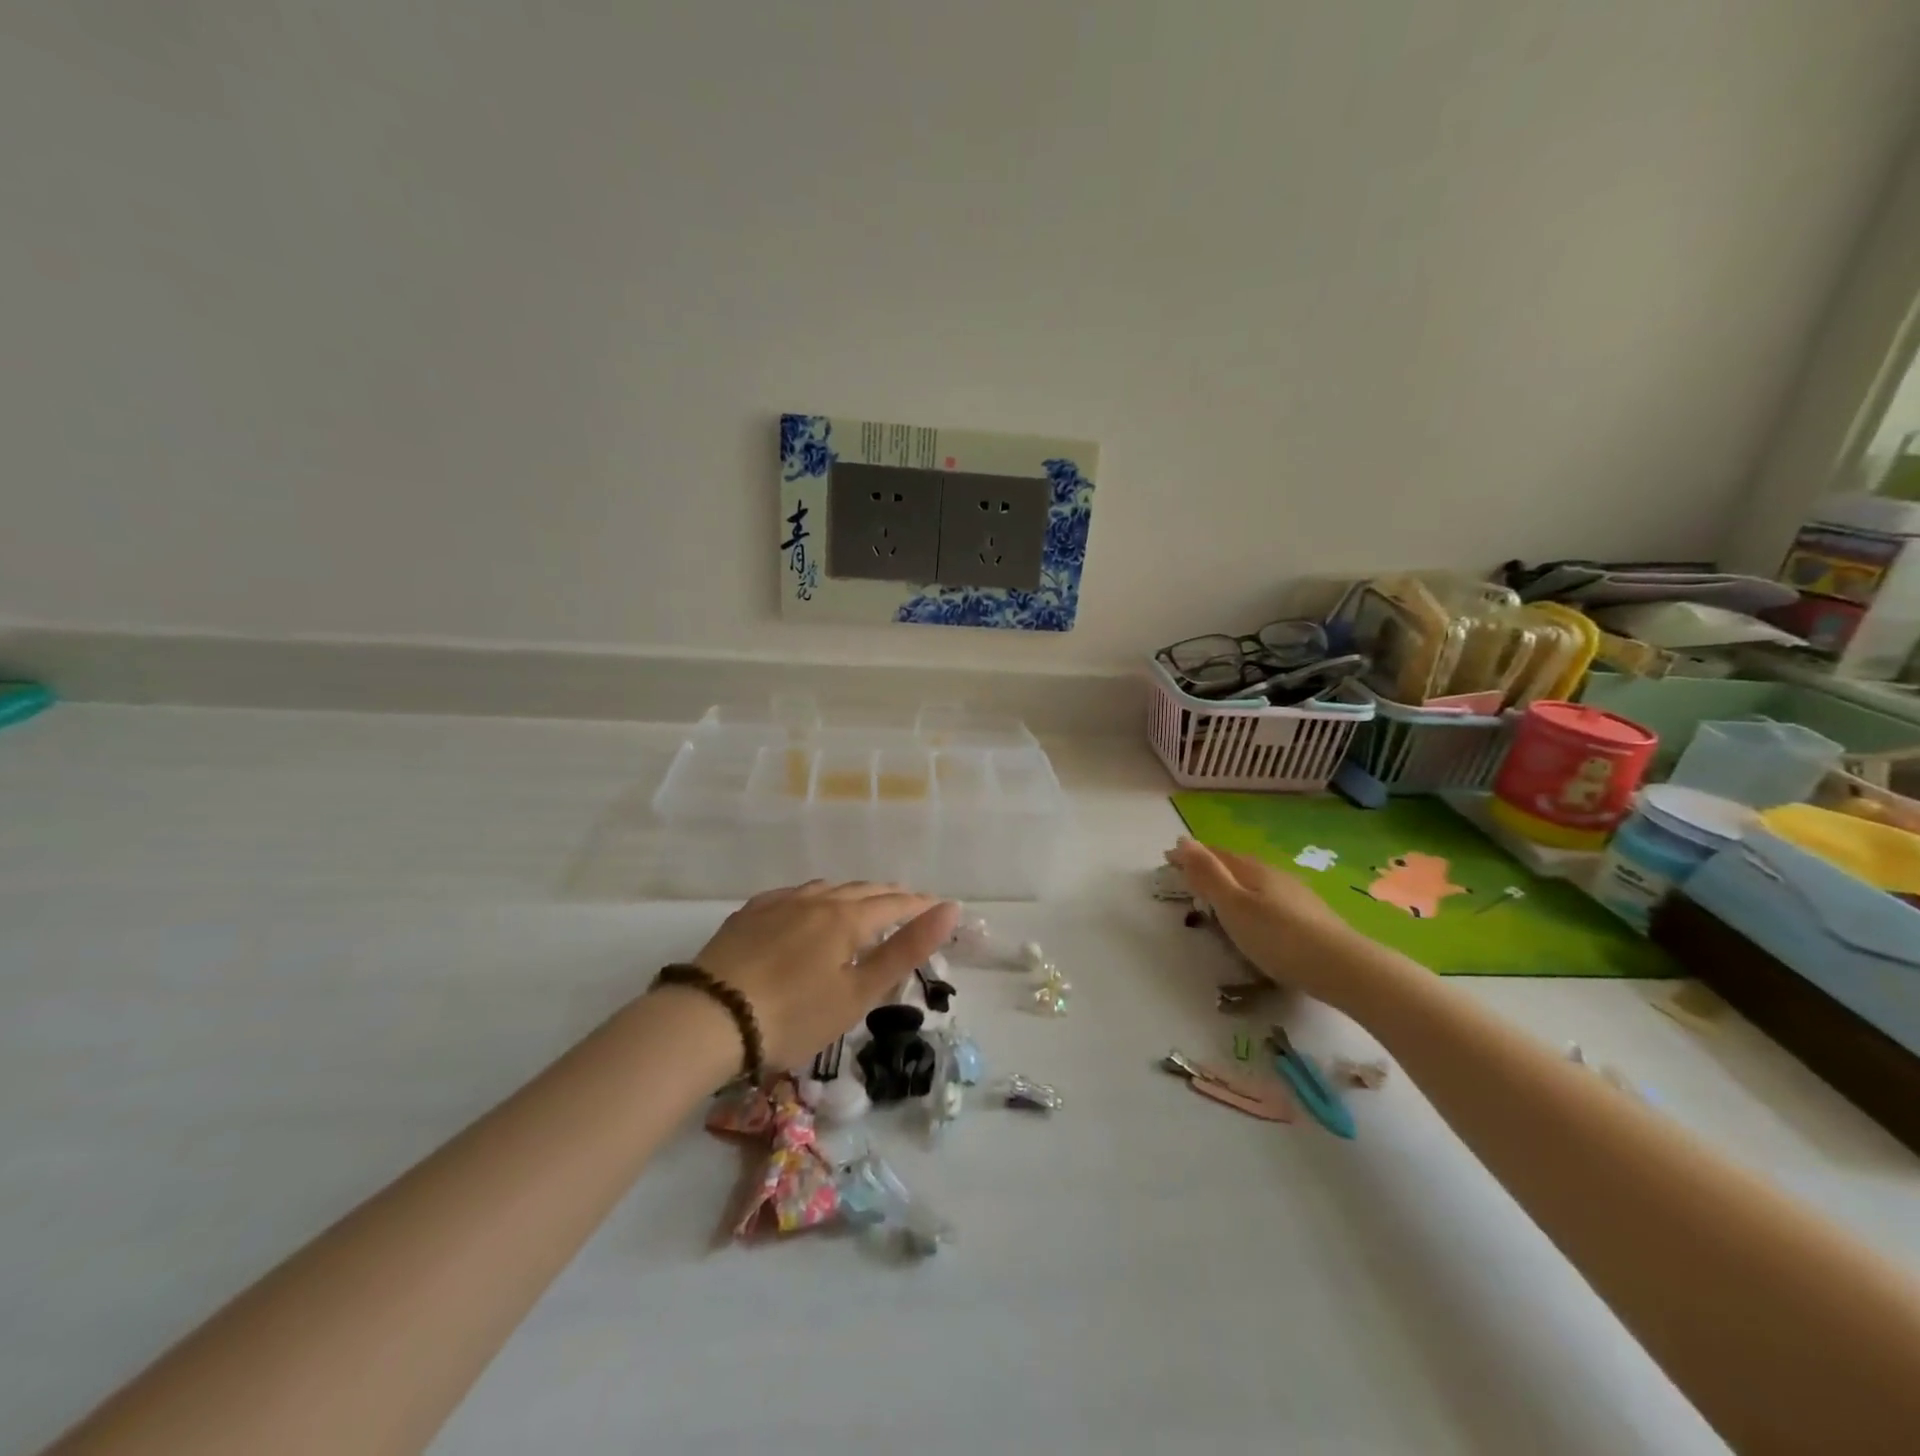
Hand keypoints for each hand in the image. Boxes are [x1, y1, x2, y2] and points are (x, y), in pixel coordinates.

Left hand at [689, 880, 959, 1068]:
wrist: (709, 1018)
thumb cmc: (794, 1015)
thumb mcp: (858, 992)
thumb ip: (906, 950)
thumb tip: (949, 909)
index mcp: (847, 919)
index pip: (894, 904)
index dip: (919, 906)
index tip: (939, 908)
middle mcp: (816, 900)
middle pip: (862, 891)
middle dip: (890, 895)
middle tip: (908, 902)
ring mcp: (779, 904)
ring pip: (827, 888)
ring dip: (853, 893)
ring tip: (863, 902)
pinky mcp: (749, 914)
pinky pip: (793, 894)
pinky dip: (815, 897)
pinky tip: (807, 905)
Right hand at [1168, 838, 1367, 1005]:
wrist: (1344, 968)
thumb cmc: (1278, 937)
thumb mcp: (1234, 906)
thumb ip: (1208, 875)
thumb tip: (1183, 840)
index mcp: (1252, 870)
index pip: (1215, 855)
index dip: (1190, 856)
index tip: (1167, 859)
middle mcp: (1274, 875)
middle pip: (1235, 865)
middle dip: (1210, 867)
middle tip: (1187, 876)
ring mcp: (1295, 895)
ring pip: (1254, 881)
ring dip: (1232, 883)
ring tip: (1217, 895)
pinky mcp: (1309, 917)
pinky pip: (1269, 898)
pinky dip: (1251, 899)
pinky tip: (1256, 914)